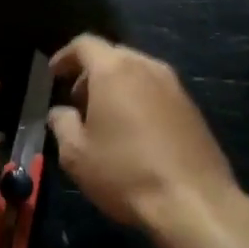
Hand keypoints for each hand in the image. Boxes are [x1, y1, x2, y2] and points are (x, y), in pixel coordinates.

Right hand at [47, 36, 237, 232]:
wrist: (195, 202)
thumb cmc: (125, 173)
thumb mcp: (76, 154)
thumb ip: (62, 124)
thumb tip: (61, 112)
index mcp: (114, 69)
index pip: (85, 44)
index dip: (64, 56)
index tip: (53, 75)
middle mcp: (146, 67)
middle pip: (113, 55)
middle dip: (90, 73)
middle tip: (76, 101)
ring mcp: (174, 86)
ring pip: (137, 72)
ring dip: (116, 87)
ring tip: (104, 119)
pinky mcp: (192, 107)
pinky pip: (156, 91)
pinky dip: (138, 99)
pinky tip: (134, 133)